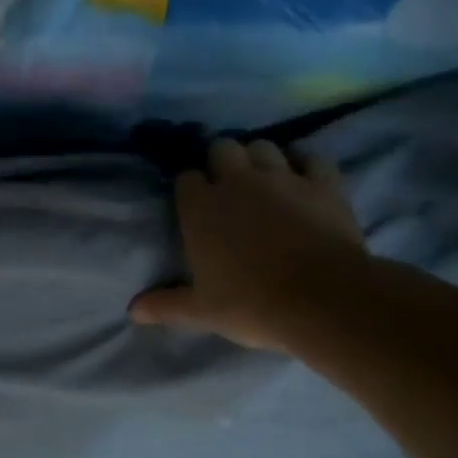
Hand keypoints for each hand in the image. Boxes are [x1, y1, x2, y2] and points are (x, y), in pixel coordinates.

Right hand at [130, 138, 367, 350]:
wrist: (323, 300)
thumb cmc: (251, 305)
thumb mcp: (202, 311)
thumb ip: (166, 305)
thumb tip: (133, 310)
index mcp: (200, 207)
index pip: (185, 178)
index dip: (190, 189)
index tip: (194, 206)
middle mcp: (237, 181)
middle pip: (222, 148)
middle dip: (221, 161)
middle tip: (227, 187)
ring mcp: (282, 177)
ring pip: (264, 146)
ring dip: (259, 158)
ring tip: (263, 181)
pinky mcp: (323, 182)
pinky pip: (311, 157)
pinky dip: (304, 165)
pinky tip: (303, 179)